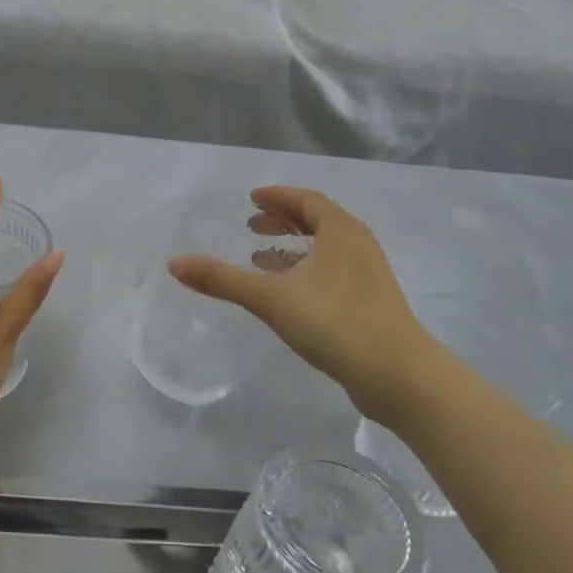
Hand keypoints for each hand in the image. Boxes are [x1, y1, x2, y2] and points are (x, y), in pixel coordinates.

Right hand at [169, 186, 446, 427]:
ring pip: (326, 249)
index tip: (252, 199)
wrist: (398, 376)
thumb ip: (222, 279)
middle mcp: (358, 245)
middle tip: (252, 225)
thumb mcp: (271, 298)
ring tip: (261, 256)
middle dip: (283, 220)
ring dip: (293, 247)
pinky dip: (306, 270)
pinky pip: (332, 272)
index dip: (277, 197)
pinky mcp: (370, 303)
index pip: (306, 200)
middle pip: (318, 221)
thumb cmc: (335, 323)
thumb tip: (174, 263)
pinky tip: (288, 293)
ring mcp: (368, 275)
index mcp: (341, 231)